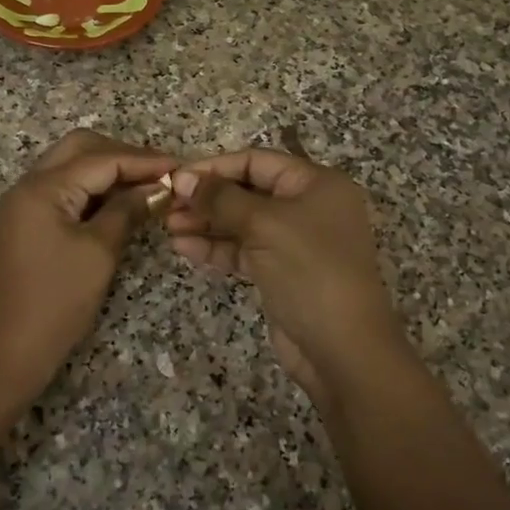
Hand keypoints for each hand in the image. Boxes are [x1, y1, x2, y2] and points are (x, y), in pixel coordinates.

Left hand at [0, 129, 174, 391]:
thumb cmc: (56, 302)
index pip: (101, 159)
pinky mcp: (26, 224)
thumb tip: (159, 188)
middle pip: (81, 149)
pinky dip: (93, 191)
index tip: (181, 168)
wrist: (8, 353)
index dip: (144, 161)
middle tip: (161, 174)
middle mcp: (28, 185)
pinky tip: (120, 204)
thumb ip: (128, 211)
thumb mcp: (99, 253)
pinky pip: (63, 191)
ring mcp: (24, 204)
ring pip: (71, 167)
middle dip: (123, 156)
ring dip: (108, 171)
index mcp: (42, 187)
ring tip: (148, 186)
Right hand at [166, 149, 403, 405]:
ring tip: (169, 227)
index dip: (215, 167)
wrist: (342, 348)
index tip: (176, 177)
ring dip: (207, 223)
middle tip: (167, 206)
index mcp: (317, 184)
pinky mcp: (282, 272)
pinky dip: (217, 248)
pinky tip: (185, 247)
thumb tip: (181, 176)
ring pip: (243, 223)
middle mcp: (309, 207)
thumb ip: (220, 198)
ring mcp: (295, 242)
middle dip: (207, 198)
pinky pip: (244, 250)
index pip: (257, 161)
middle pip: (248, 191)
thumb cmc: (310, 270)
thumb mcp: (264, 225)